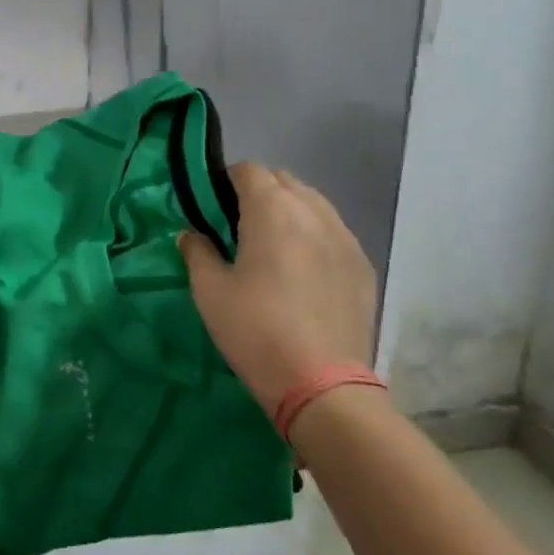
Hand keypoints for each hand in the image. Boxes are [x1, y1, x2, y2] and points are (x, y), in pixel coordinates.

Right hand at [179, 163, 377, 416]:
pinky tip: (305, 272)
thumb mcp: (210, 292)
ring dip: (290, 212)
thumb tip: (190, 233)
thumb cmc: (256, 331)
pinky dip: (315, 237)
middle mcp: (312, 210)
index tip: (214, 208)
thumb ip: (196, 252)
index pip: (248, 170)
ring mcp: (345, 236)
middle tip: (240, 228)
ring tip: (275, 247)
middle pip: (283, 181)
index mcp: (272, 208)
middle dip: (260, 193)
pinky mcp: (363, 264)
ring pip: (313, 204)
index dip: (227, 182)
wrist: (322, 384)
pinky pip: (334, 233)